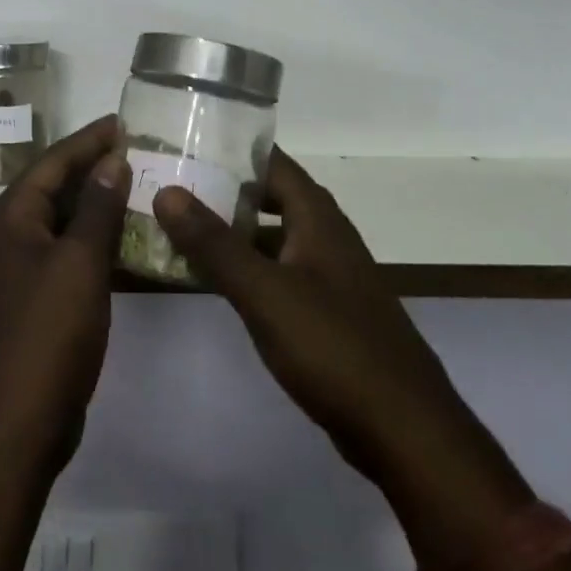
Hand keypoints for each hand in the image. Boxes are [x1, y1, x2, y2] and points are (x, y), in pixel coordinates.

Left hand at [0, 115, 130, 477]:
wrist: (16, 422)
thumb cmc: (47, 334)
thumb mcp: (79, 263)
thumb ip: (96, 208)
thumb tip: (111, 161)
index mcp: (11, 217)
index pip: (53, 161)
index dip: (89, 140)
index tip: (124, 121)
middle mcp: (8, 235)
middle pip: (54, 186)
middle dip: (93, 166)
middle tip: (137, 148)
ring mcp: (19, 269)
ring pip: (61, 220)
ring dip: (95, 201)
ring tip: (137, 183)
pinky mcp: (34, 298)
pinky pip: (66, 251)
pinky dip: (93, 237)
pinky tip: (123, 237)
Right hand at [151, 148, 454, 485]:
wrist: (404, 429)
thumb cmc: (332, 347)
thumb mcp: (264, 292)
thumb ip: (214, 243)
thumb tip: (167, 191)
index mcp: (318, 219)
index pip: (274, 162)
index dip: (234, 148)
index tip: (188, 141)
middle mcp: (327, 238)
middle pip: (273, 198)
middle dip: (226, 189)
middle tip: (174, 184)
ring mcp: (330, 277)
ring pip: (275, 238)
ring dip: (235, 231)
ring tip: (183, 228)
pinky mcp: (328, 313)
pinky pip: (280, 273)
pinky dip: (248, 268)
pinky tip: (218, 281)